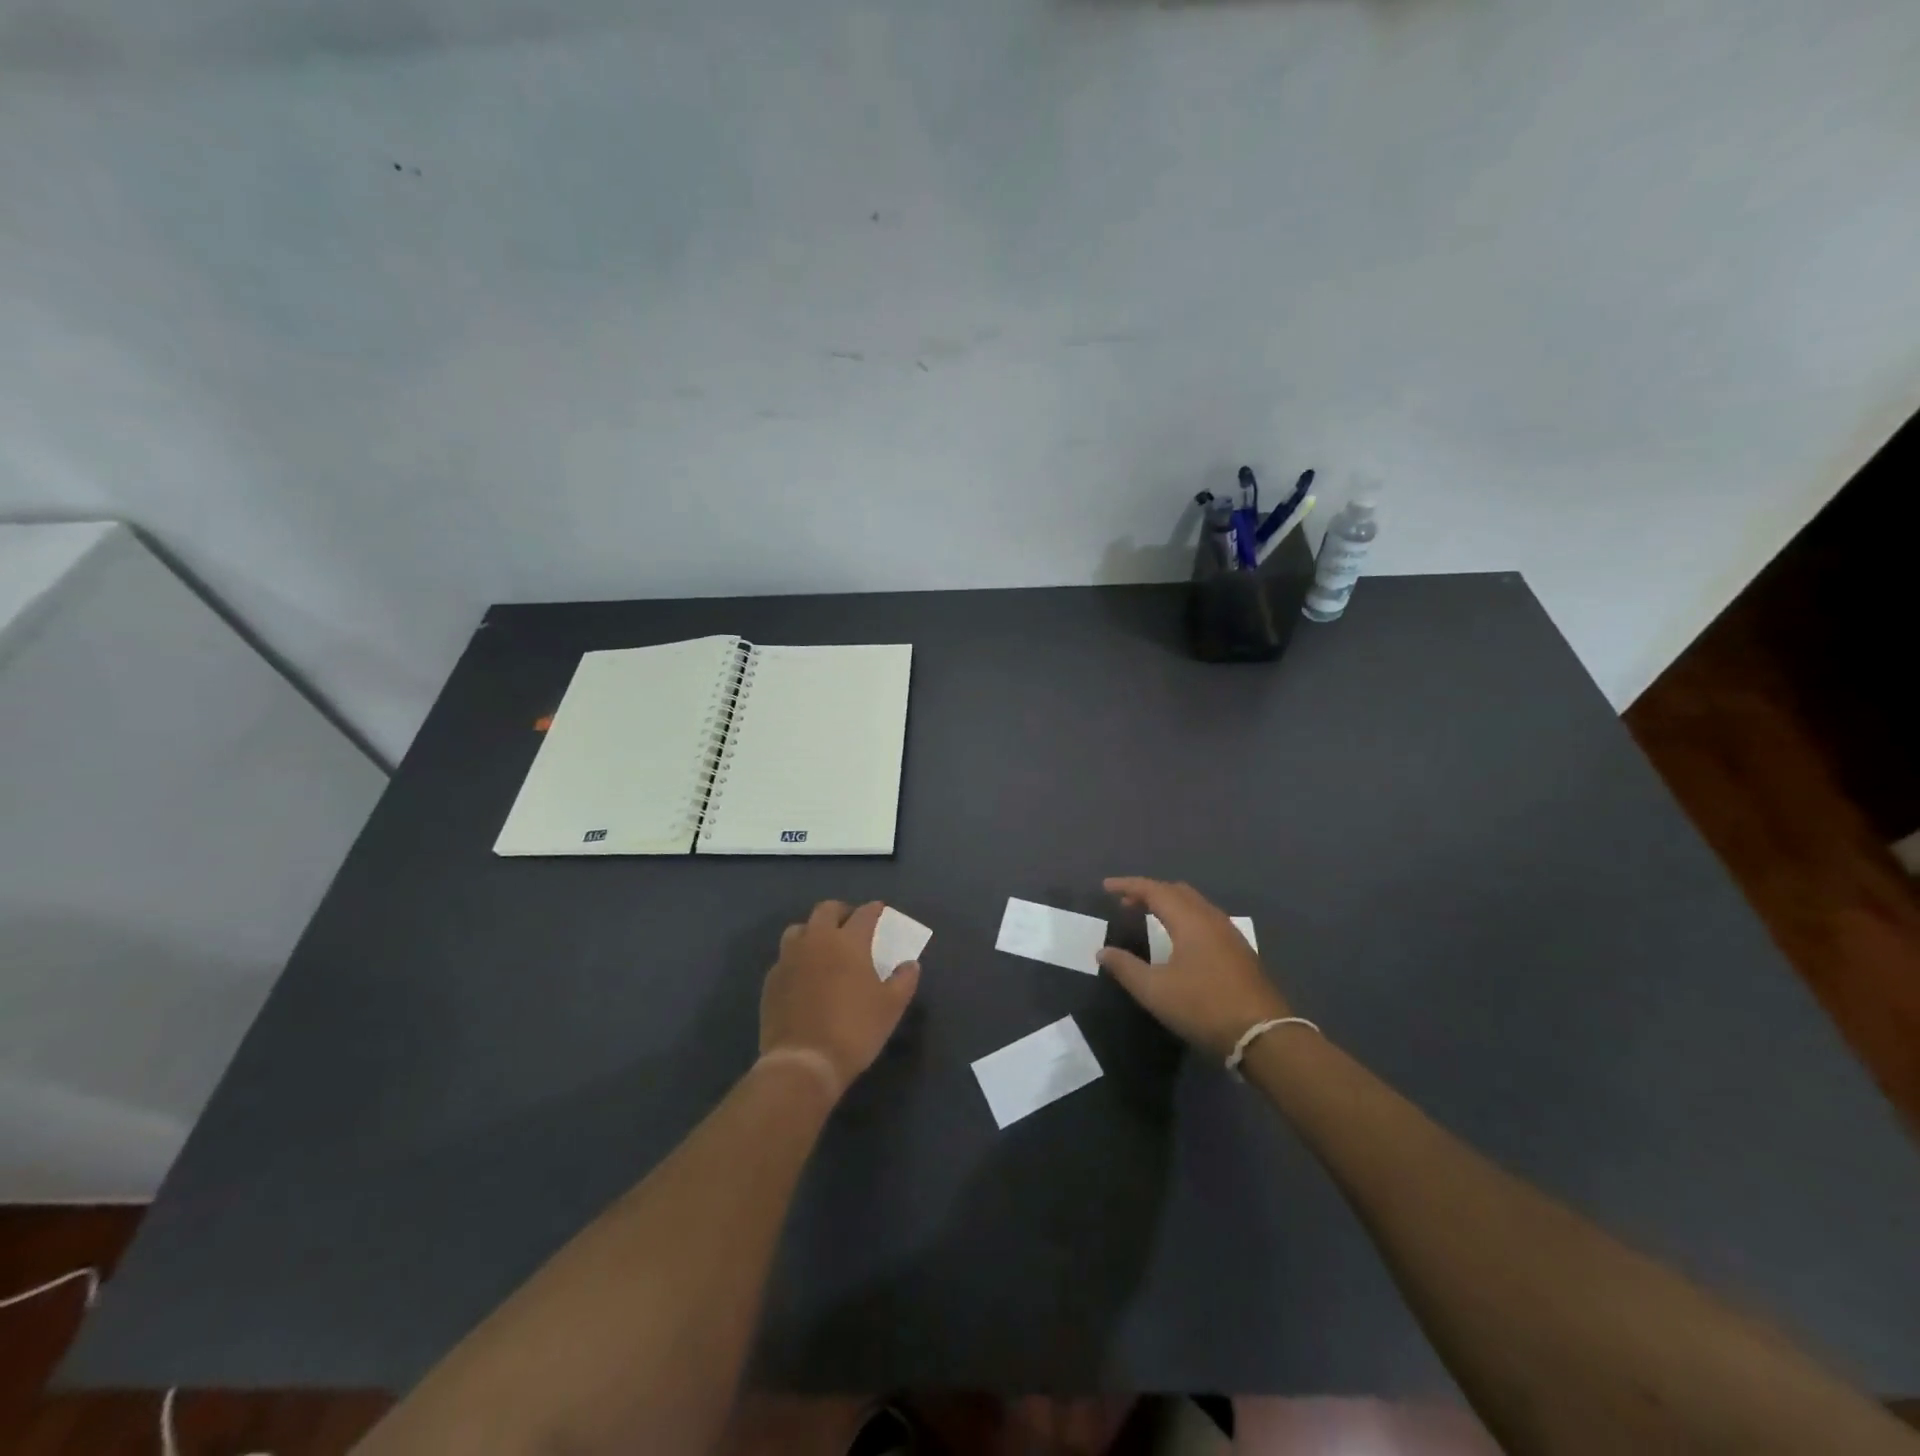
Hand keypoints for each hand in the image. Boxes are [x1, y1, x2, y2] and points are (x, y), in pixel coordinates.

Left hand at [760, 900, 920, 1097]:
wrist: (804, 1062)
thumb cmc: (854, 1030)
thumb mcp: (891, 1007)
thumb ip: (904, 980)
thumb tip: (910, 964)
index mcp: (848, 942)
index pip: (864, 914)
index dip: (874, 910)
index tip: (880, 911)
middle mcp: (816, 941)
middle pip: (826, 910)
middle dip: (841, 912)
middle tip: (851, 924)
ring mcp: (789, 959)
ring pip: (799, 929)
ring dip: (813, 931)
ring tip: (823, 947)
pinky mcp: (771, 980)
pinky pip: (785, 957)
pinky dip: (797, 958)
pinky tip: (805, 975)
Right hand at [1096, 877, 1290, 1059]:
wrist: (1264, 1035)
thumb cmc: (1204, 1007)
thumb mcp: (1155, 991)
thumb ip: (1126, 968)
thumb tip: (1103, 952)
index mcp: (1190, 920)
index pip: (1154, 890)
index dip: (1128, 885)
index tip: (1106, 887)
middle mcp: (1211, 918)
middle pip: (1177, 891)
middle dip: (1149, 892)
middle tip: (1125, 903)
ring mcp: (1230, 934)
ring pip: (1195, 904)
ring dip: (1169, 904)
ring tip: (1148, 917)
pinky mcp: (1240, 951)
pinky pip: (1206, 919)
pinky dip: (1184, 917)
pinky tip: (1179, 939)